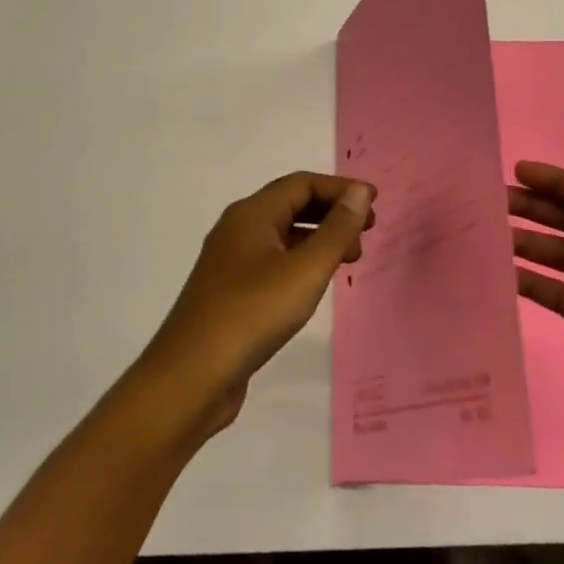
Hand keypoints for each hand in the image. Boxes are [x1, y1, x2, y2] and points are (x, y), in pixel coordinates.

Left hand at [140, 172, 373, 434]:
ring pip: (284, 235)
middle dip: (332, 212)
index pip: (302, 184)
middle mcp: (238, 229)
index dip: (340, 188)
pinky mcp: (231, 292)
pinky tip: (317, 284)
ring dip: (320, 238)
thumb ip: (336, 229)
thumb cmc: (252, 314)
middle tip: (368, 231)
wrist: (190, 378)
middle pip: (292, 205)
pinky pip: (274, 261)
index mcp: (251, 214)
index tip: (373, 202)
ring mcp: (231, 262)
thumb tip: (359, 191)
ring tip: (351, 259)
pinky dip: (302, 261)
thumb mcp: (304, 270)